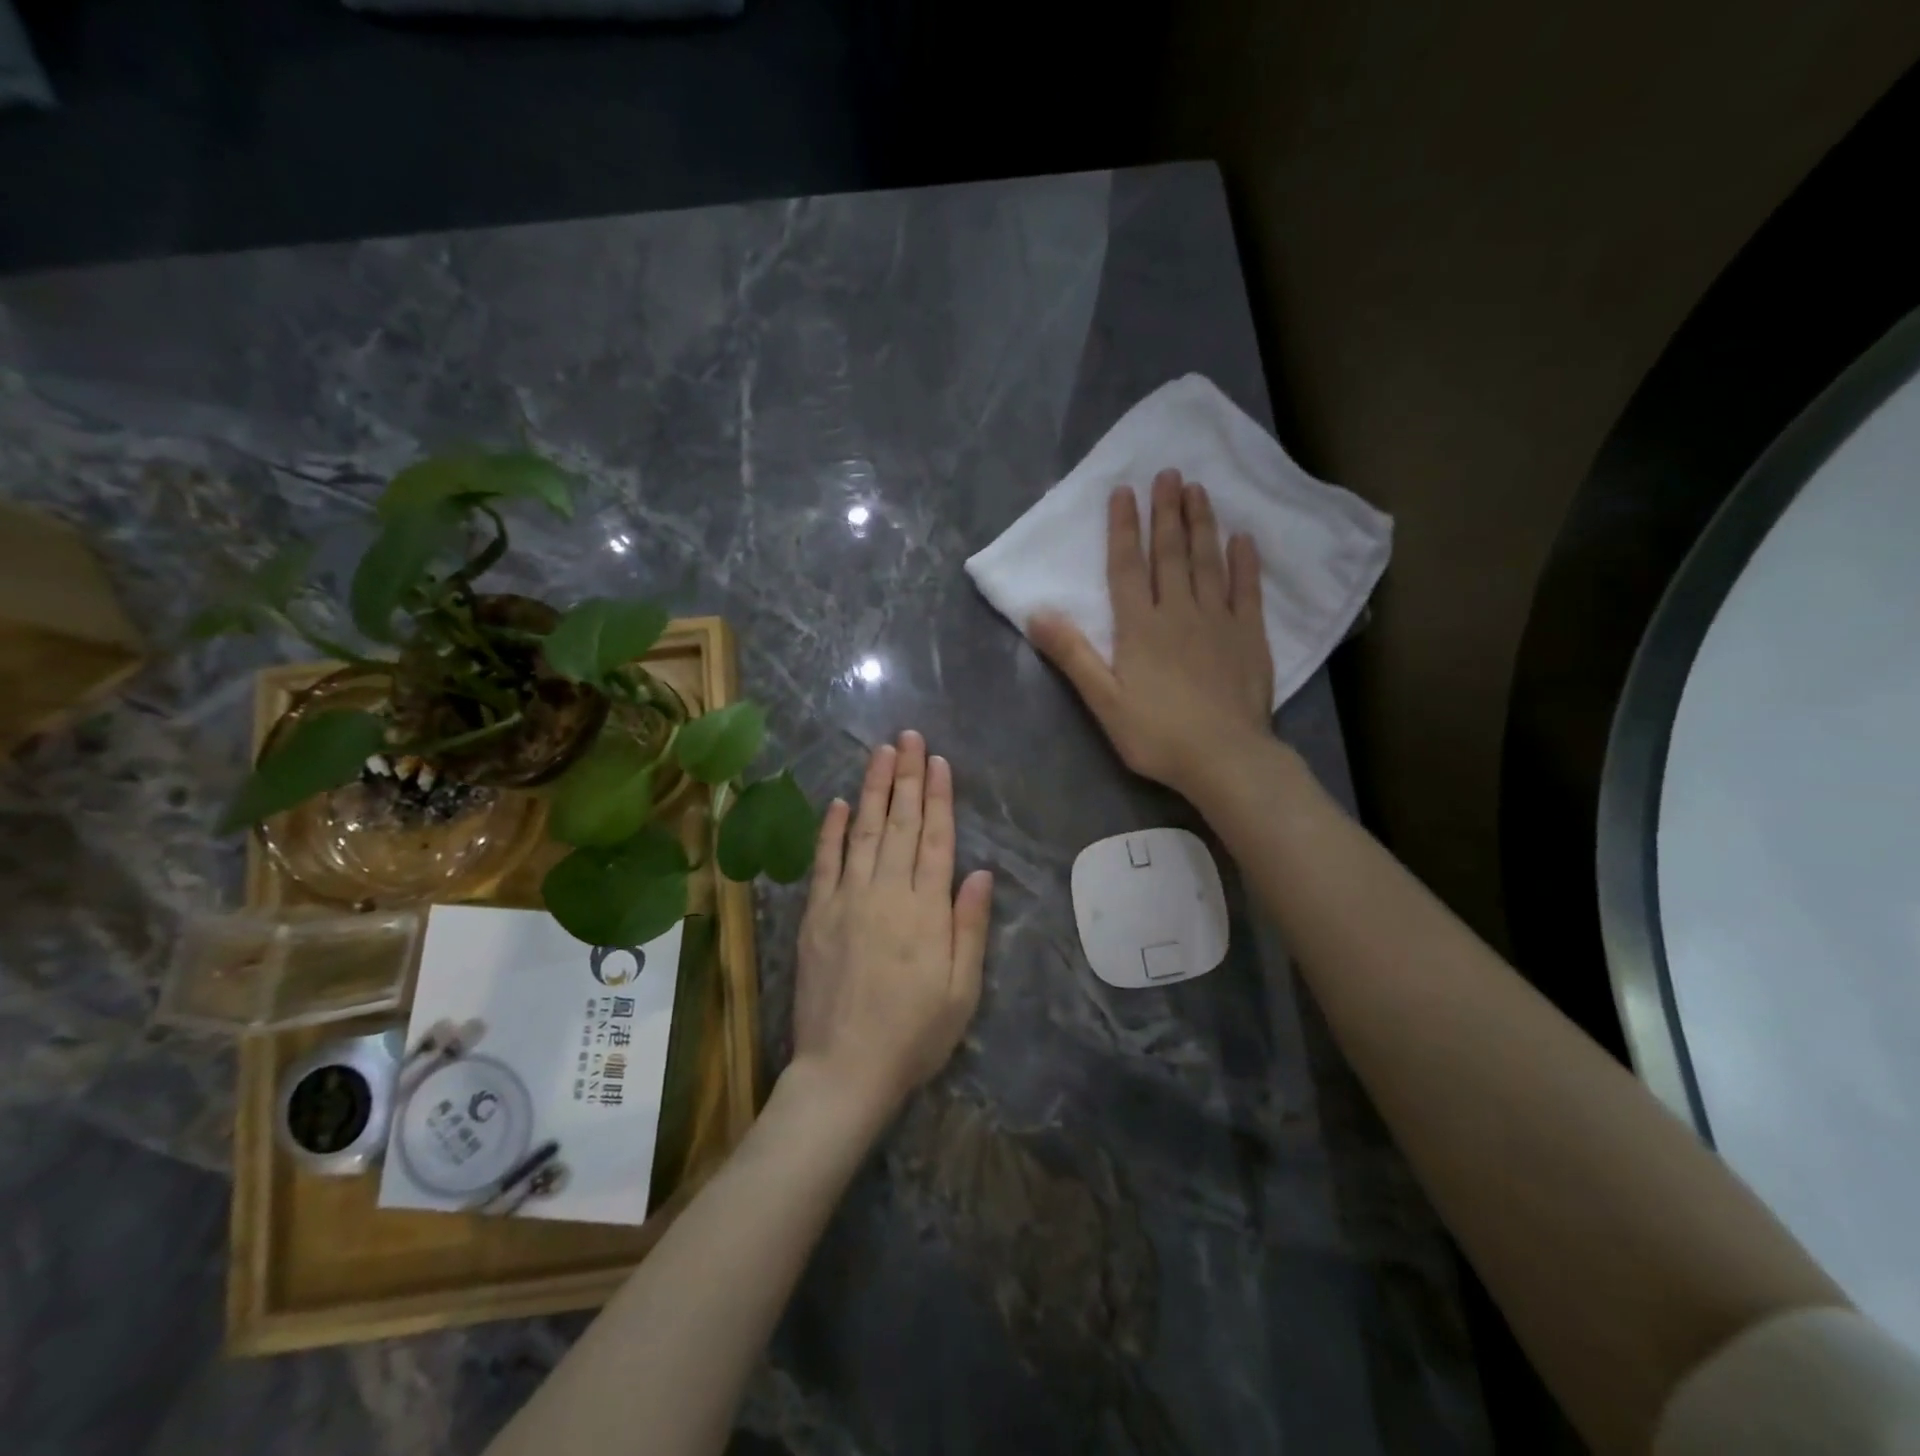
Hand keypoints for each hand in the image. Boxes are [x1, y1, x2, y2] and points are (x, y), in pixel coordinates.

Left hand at [788, 731, 993, 1122]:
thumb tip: (980, 872)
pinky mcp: (816, 916)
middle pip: (900, 823)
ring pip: (863, 831)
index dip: (938, 796)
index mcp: (926, 910)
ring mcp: (846, 900)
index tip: (937, 761)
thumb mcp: (962, 990)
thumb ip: (969, 926)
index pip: (935, 838)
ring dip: (872, 789)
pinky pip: (825, 863)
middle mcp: (886, 893)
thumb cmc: (915, 1034)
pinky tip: (838, 802)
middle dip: (906, 777)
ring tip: (880, 752)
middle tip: (908, 737)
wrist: (845, 1070)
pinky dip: (831, 830)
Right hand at [1030, 469, 1272, 797]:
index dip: (1124, 528)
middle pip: (1171, 554)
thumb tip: (1036, 612)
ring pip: (1208, 562)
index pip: (1127, 567)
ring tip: (1199, 490)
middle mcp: (1179, 612)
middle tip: (1169, 472)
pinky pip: (1247, 590)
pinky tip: (1243, 539)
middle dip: (1167, 512)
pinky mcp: (1250, 637)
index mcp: (1140, 627)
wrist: (1225, 758)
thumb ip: (1072, 654)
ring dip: (1202, 524)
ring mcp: (1219, 621)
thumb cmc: (1157, 734)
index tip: (1124, 491)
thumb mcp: (1103, 701)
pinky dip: (1244, 563)